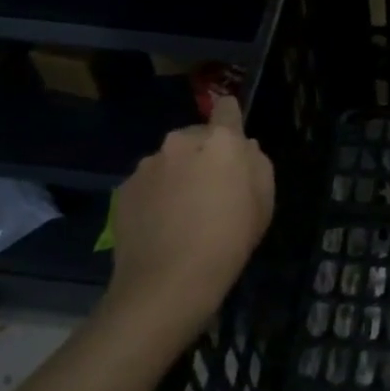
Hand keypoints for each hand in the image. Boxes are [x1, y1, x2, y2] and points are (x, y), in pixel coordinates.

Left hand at [104, 95, 273, 343]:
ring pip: (170, 161)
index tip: (233, 137)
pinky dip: (156, 196)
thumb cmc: (229, 240)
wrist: (168, 282)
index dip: (231, 119)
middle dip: (204, 154)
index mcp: (220, 141)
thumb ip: (257, 165)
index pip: (226, 108)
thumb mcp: (264, 203)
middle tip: (211, 189)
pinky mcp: (124, 189)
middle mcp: (180, 142)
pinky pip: (148, 184)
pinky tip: (162, 225)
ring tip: (183, 213)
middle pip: (196, 137)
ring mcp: (148, 165)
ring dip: (178, 175)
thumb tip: (244, 148)